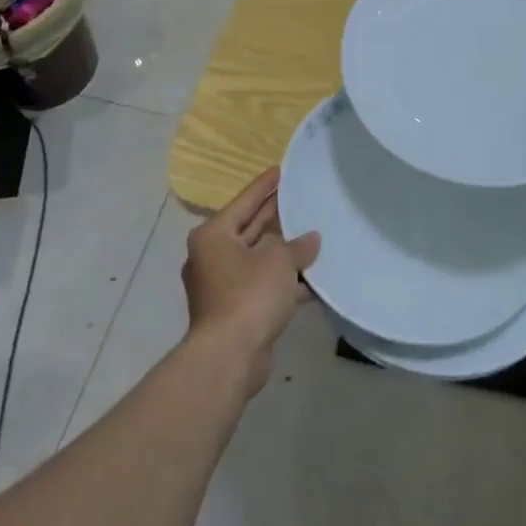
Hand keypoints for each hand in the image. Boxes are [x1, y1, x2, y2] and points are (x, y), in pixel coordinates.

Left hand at [181, 168, 320, 395]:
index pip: (244, 201)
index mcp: (214, 235)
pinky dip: (284, 282)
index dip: (264, 186)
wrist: (230, 356)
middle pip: (249, 229)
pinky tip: (313, 279)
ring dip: (283, 253)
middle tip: (298, 198)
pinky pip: (263, 286)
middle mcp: (212, 256)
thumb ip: (297, 246)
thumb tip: (311, 239)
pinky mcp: (235, 310)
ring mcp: (222, 285)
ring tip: (313, 235)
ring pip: (258, 259)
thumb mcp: (279, 262)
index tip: (280, 170)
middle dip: (274, 217)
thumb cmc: (249, 295)